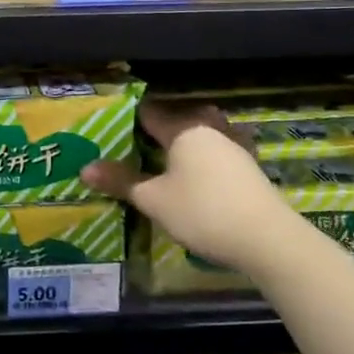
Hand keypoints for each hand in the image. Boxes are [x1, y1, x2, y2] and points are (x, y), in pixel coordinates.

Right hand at [80, 100, 286, 271]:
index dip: (130, 119)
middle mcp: (210, 130)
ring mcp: (235, 148)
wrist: (269, 239)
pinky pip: (220, 154)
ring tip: (169, 159)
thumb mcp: (154, 200)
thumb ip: (121, 181)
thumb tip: (85, 168)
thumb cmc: (203, 211)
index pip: (150, 114)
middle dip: (162, 127)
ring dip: (188, 143)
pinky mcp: (250, 169)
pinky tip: (201, 176)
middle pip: (181, 119)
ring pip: (204, 135)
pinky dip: (207, 159)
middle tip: (140, 143)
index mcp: (183, 129)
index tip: (113, 126)